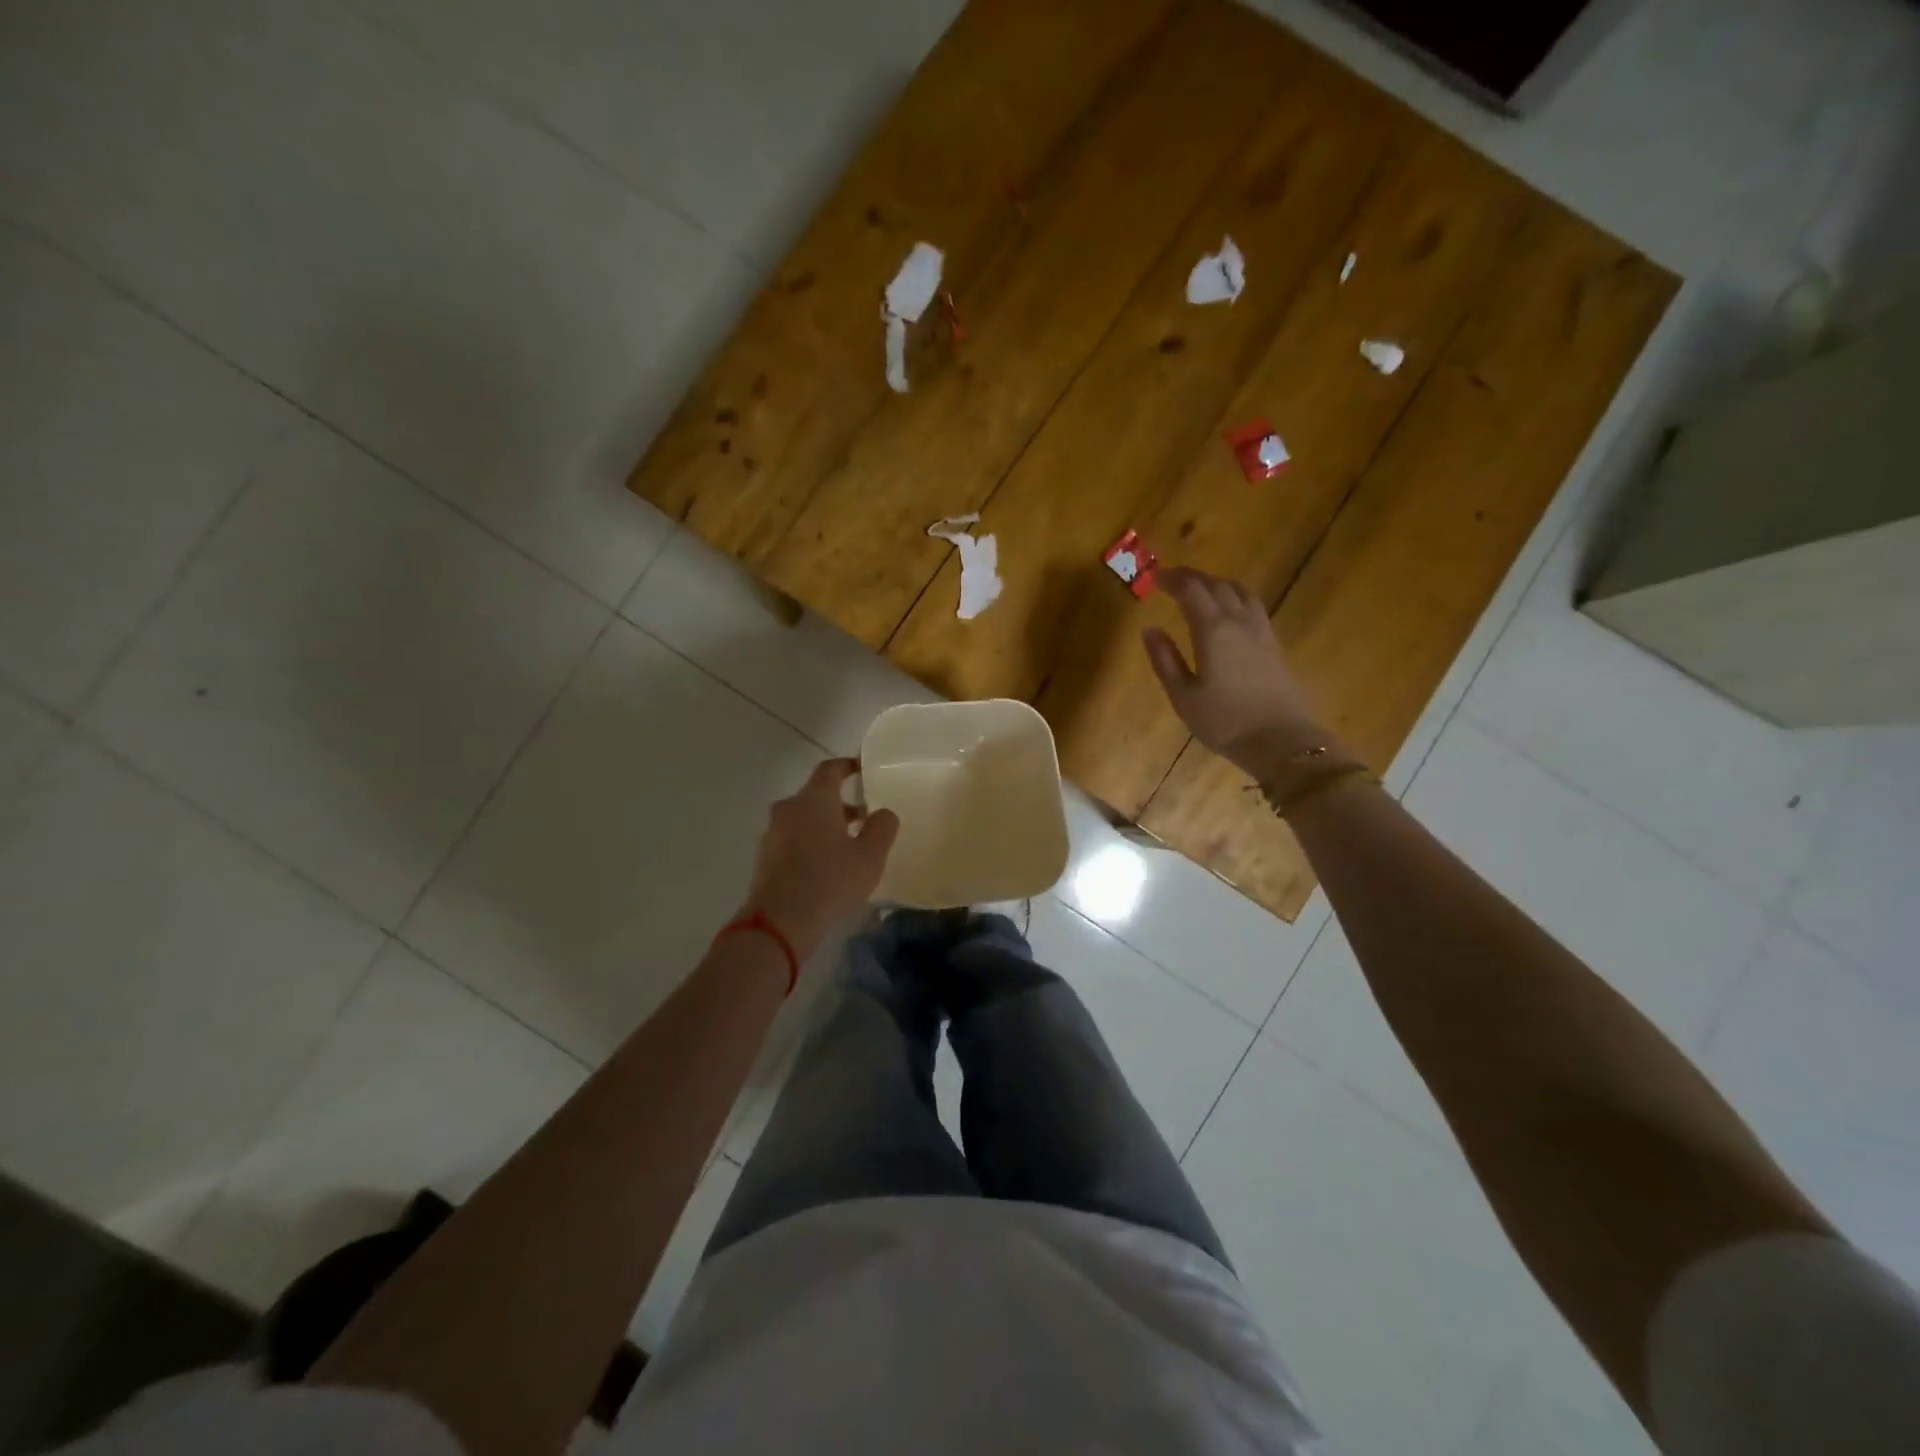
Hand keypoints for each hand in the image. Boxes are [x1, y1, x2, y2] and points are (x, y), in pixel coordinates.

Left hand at [739, 759, 898, 961]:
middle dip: (839, 803)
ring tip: (847, 846)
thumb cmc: (830, 880)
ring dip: (824, 826)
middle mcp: (789, 809)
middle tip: (863, 817)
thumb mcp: (870, 855)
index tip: (862, 769)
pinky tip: (825, 868)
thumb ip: (882, 827)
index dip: (847, 766)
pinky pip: (791, 841)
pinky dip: (809, 844)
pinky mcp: (764, 859)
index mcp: (814, 799)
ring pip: (802, 819)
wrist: (779, 922)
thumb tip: (883, 812)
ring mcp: (772, 834)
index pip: (830, 769)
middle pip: (815, 796)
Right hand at [1142, 567, 1332, 780]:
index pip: (1190, 590)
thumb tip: (1149, 629)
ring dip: (1217, 583)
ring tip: (1201, 589)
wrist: (1282, 741)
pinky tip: (1229, 612)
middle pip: (1216, 585)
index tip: (1154, 577)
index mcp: (1213, 629)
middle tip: (1172, 579)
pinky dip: (1235, 597)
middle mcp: (1239, 621)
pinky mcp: (1274, 644)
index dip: (1171, 579)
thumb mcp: (1183, 696)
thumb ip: (1165, 660)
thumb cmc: (1225, 722)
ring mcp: (1261, 631)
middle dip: (1192, 577)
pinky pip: (1253, 606)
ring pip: (1240, 592)